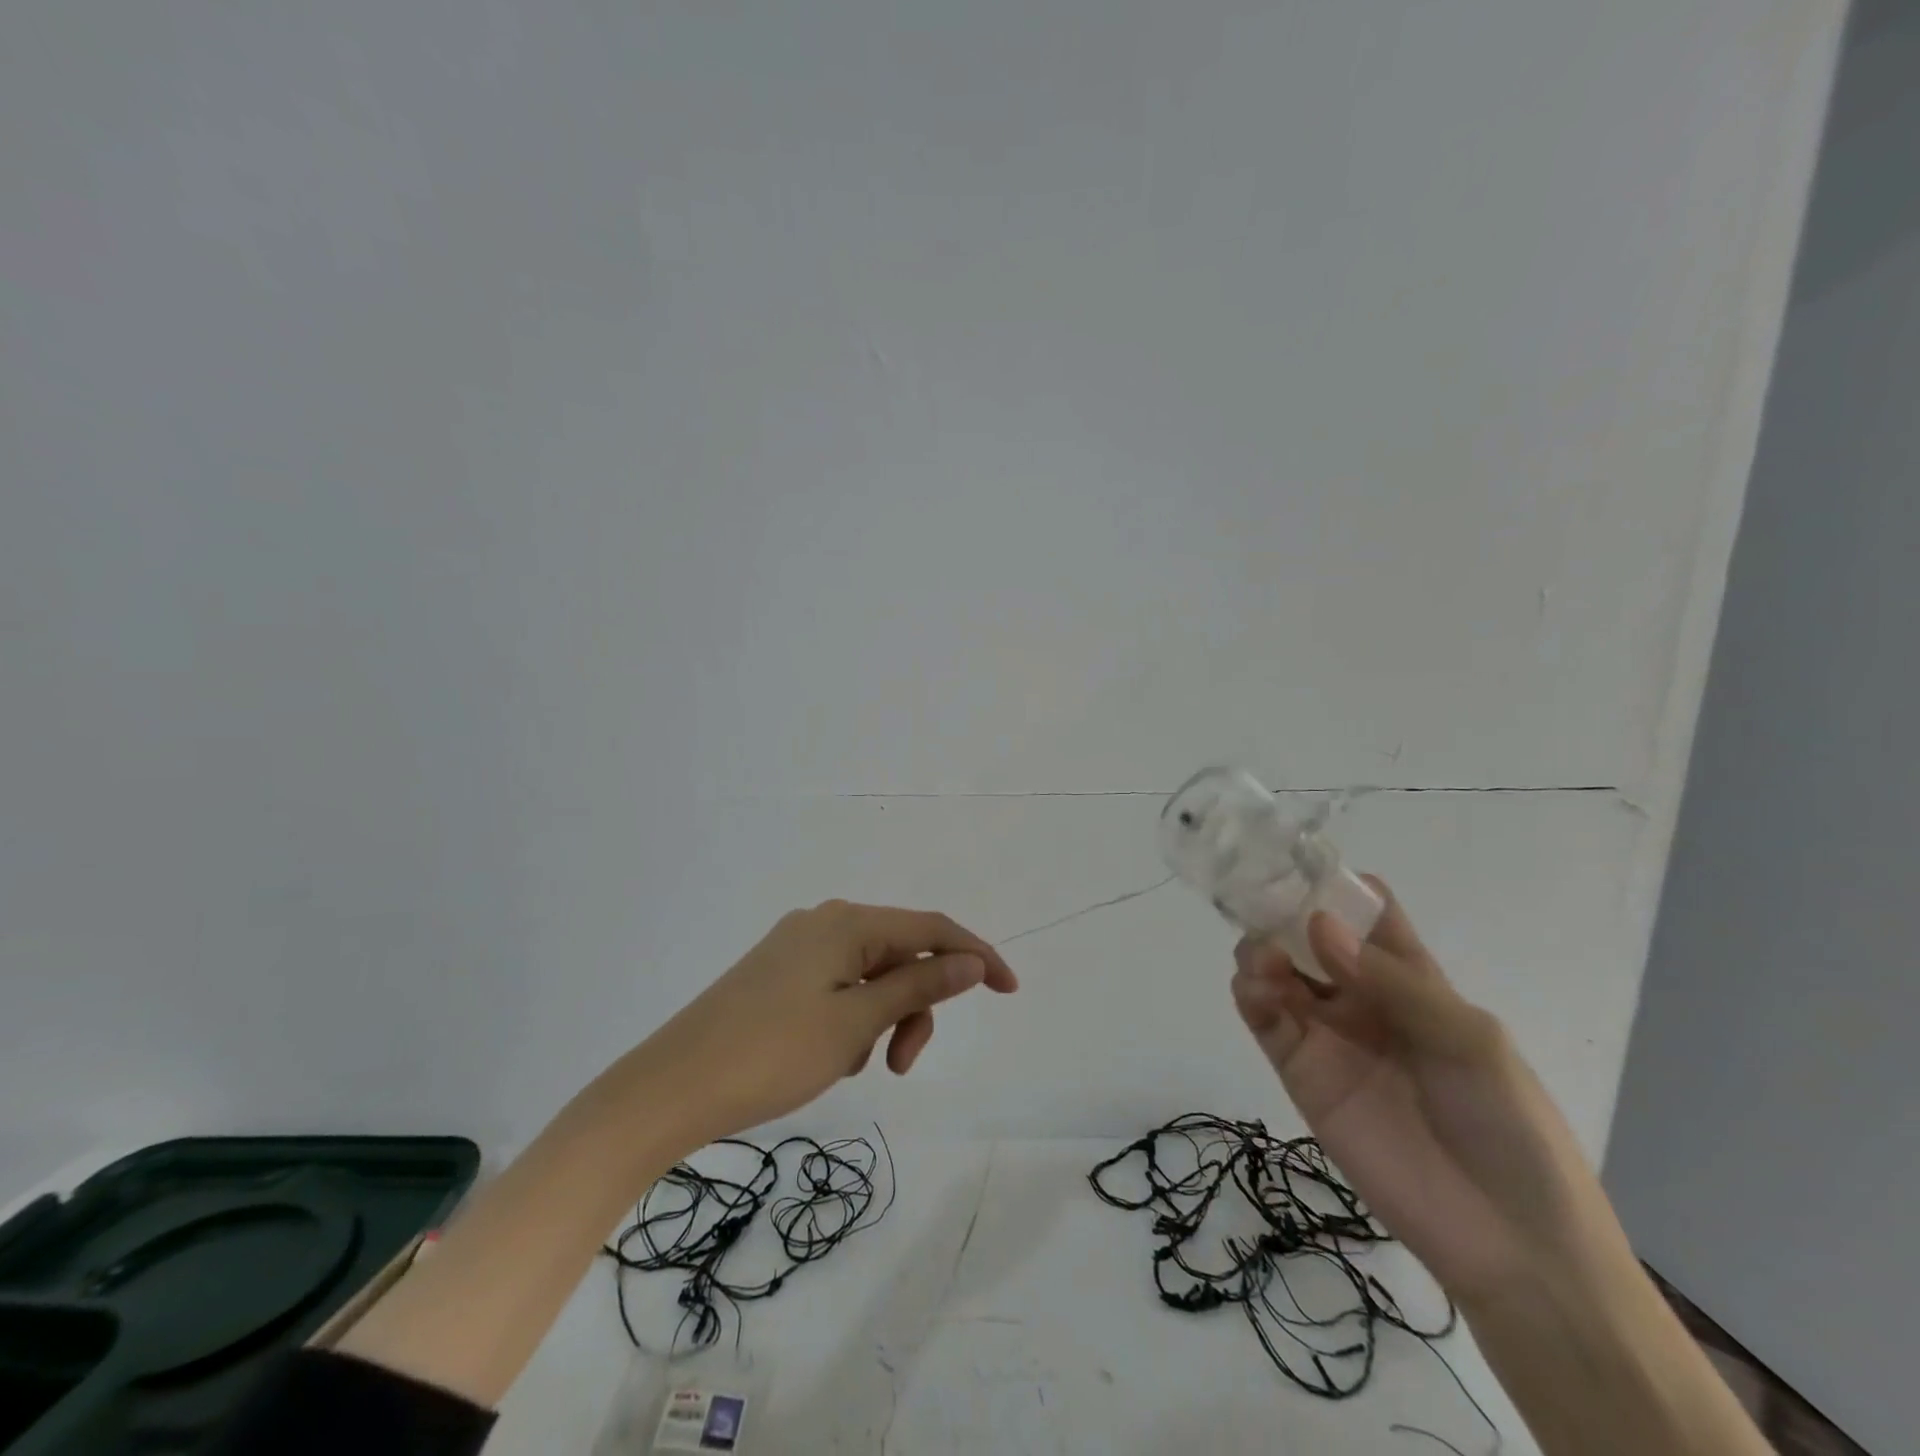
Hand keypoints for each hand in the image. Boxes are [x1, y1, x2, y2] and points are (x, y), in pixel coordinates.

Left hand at [645, 900, 1018, 1145]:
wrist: (670, 1087)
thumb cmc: (771, 1053)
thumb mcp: (856, 1022)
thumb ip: (920, 984)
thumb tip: (971, 960)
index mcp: (846, 922)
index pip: (931, 927)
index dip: (975, 955)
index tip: (1009, 991)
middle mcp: (824, 923)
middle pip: (899, 953)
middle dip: (916, 1005)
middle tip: (902, 1065)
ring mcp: (796, 948)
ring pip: (869, 976)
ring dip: (883, 1018)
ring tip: (858, 1066)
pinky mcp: (777, 975)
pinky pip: (838, 988)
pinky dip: (852, 1020)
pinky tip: (830, 1057)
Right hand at [1230, 879, 1614, 1300]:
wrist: (1509, 1241)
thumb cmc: (1509, 1125)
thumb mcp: (1470, 1041)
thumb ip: (1393, 982)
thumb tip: (1317, 925)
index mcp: (1410, 978)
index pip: (1366, 913)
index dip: (1335, 885)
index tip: (1296, 862)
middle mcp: (1362, 996)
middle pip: (1307, 937)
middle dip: (1281, 915)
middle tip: (1259, 908)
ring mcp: (1328, 1034)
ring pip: (1277, 972)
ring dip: (1261, 952)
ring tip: (1265, 960)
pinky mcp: (1301, 1072)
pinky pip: (1265, 1020)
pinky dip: (1250, 995)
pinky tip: (1255, 990)